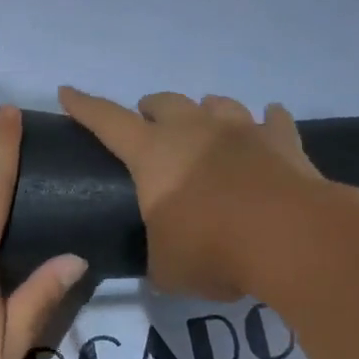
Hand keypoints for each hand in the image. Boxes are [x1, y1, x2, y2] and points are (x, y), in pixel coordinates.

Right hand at [59, 87, 318, 299]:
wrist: (291, 238)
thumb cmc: (214, 250)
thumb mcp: (168, 267)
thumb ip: (158, 255)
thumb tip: (162, 259)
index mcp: (153, 153)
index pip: (107, 120)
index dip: (84, 106)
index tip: (67, 92)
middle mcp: (193, 130)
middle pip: (165, 102)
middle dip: (151, 109)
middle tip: (149, 125)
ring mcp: (240, 130)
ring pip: (217, 103)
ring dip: (206, 111)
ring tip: (205, 125)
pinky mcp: (282, 141)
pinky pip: (273, 120)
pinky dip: (267, 122)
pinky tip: (269, 122)